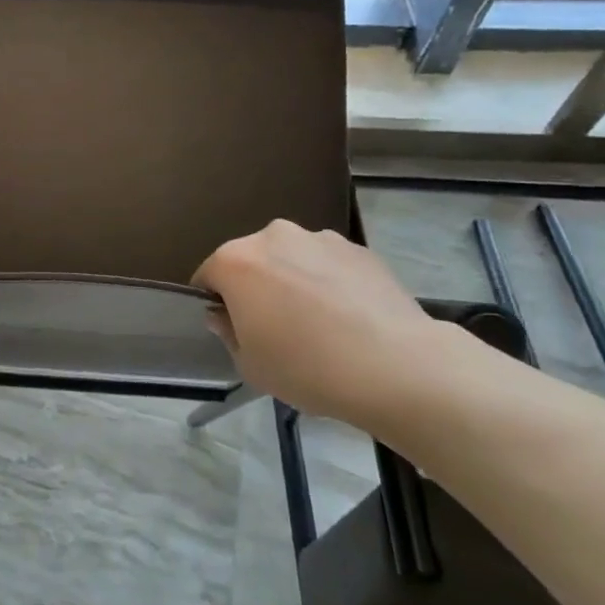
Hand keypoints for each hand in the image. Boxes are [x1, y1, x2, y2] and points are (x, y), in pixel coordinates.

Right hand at [193, 221, 440, 424]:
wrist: (396, 366)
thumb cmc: (307, 367)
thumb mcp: (249, 364)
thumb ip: (228, 332)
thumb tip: (224, 314)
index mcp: (236, 261)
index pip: (207, 276)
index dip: (216, 304)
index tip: (233, 329)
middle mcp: (273, 236)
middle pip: (251, 260)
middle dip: (255, 287)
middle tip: (275, 327)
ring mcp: (320, 238)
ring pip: (291, 259)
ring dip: (292, 281)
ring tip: (318, 323)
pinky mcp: (359, 248)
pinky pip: (328, 264)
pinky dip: (329, 283)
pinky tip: (348, 318)